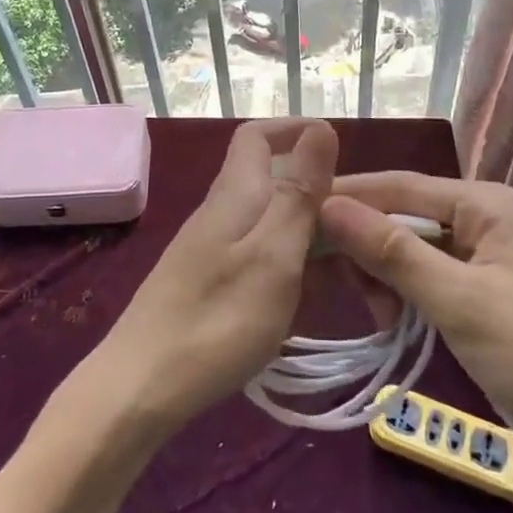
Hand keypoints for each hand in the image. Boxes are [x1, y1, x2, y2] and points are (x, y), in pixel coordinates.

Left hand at [92, 119, 338, 429]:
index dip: (294, 131)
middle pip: (276, 182)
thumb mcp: (273, 253)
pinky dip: (294, 267)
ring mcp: (215, 247)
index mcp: (237, 192)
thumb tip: (320, 126)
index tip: (340, 152)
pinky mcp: (212, 281)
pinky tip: (313, 299)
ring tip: (355, 275)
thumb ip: (299, 191)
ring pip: (274, 223)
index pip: (259, 136)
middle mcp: (224, 210)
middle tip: (370, 234)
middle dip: (324, 199)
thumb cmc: (218, 317)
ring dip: (315, 239)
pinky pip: (263, 256)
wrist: (142, 386)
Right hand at [320, 172, 512, 464]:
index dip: (349, 196)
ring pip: (414, 250)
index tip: (298, 211)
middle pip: (406, 216)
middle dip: (370, 246)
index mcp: (488, 204)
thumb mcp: (459, 301)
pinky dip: (407, 295)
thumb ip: (392, 251)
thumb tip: (328, 205)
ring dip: (387, 275)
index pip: (402, 185)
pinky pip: (430, 278)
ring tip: (379, 315)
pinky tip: (393, 320)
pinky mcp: (486, 295)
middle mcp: (487, 220)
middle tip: (343, 286)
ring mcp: (488, 259)